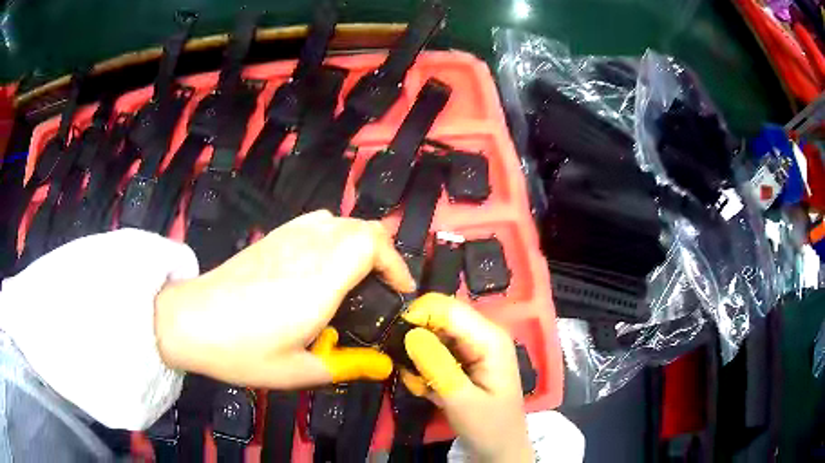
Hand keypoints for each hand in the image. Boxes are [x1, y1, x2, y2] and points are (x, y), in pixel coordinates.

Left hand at [154, 210, 415, 388]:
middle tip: (383, 288)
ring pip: (340, 220)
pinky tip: (323, 263)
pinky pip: (315, 222)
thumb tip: (384, 366)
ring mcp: (287, 238)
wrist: (190, 321)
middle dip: (384, 253)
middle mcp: (308, 249)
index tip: (400, 291)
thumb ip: (347, 365)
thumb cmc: (242, 351)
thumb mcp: (298, 371)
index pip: (371, 243)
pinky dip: (334, 235)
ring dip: (359, 242)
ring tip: (358, 276)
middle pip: (362, 227)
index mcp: (319, 281)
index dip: (395, 263)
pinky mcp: (272, 237)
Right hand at [400, 293, 532, 462]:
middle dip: (417, 342)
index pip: (447, 308)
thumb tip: (410, 333)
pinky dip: (424, 367)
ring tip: (423, 387)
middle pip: (438, 317)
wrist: (499, 447)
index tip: (395, 343)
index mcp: (489, 338)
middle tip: (412, 374)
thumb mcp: (461, 400)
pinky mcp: (464, 357)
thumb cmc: (488, 426)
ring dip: (418, 359)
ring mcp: (473, 345)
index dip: (417, 317)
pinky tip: (429, 390)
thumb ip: (437, 367)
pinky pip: (434, 350)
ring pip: (432, 334)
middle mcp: (482, 333)